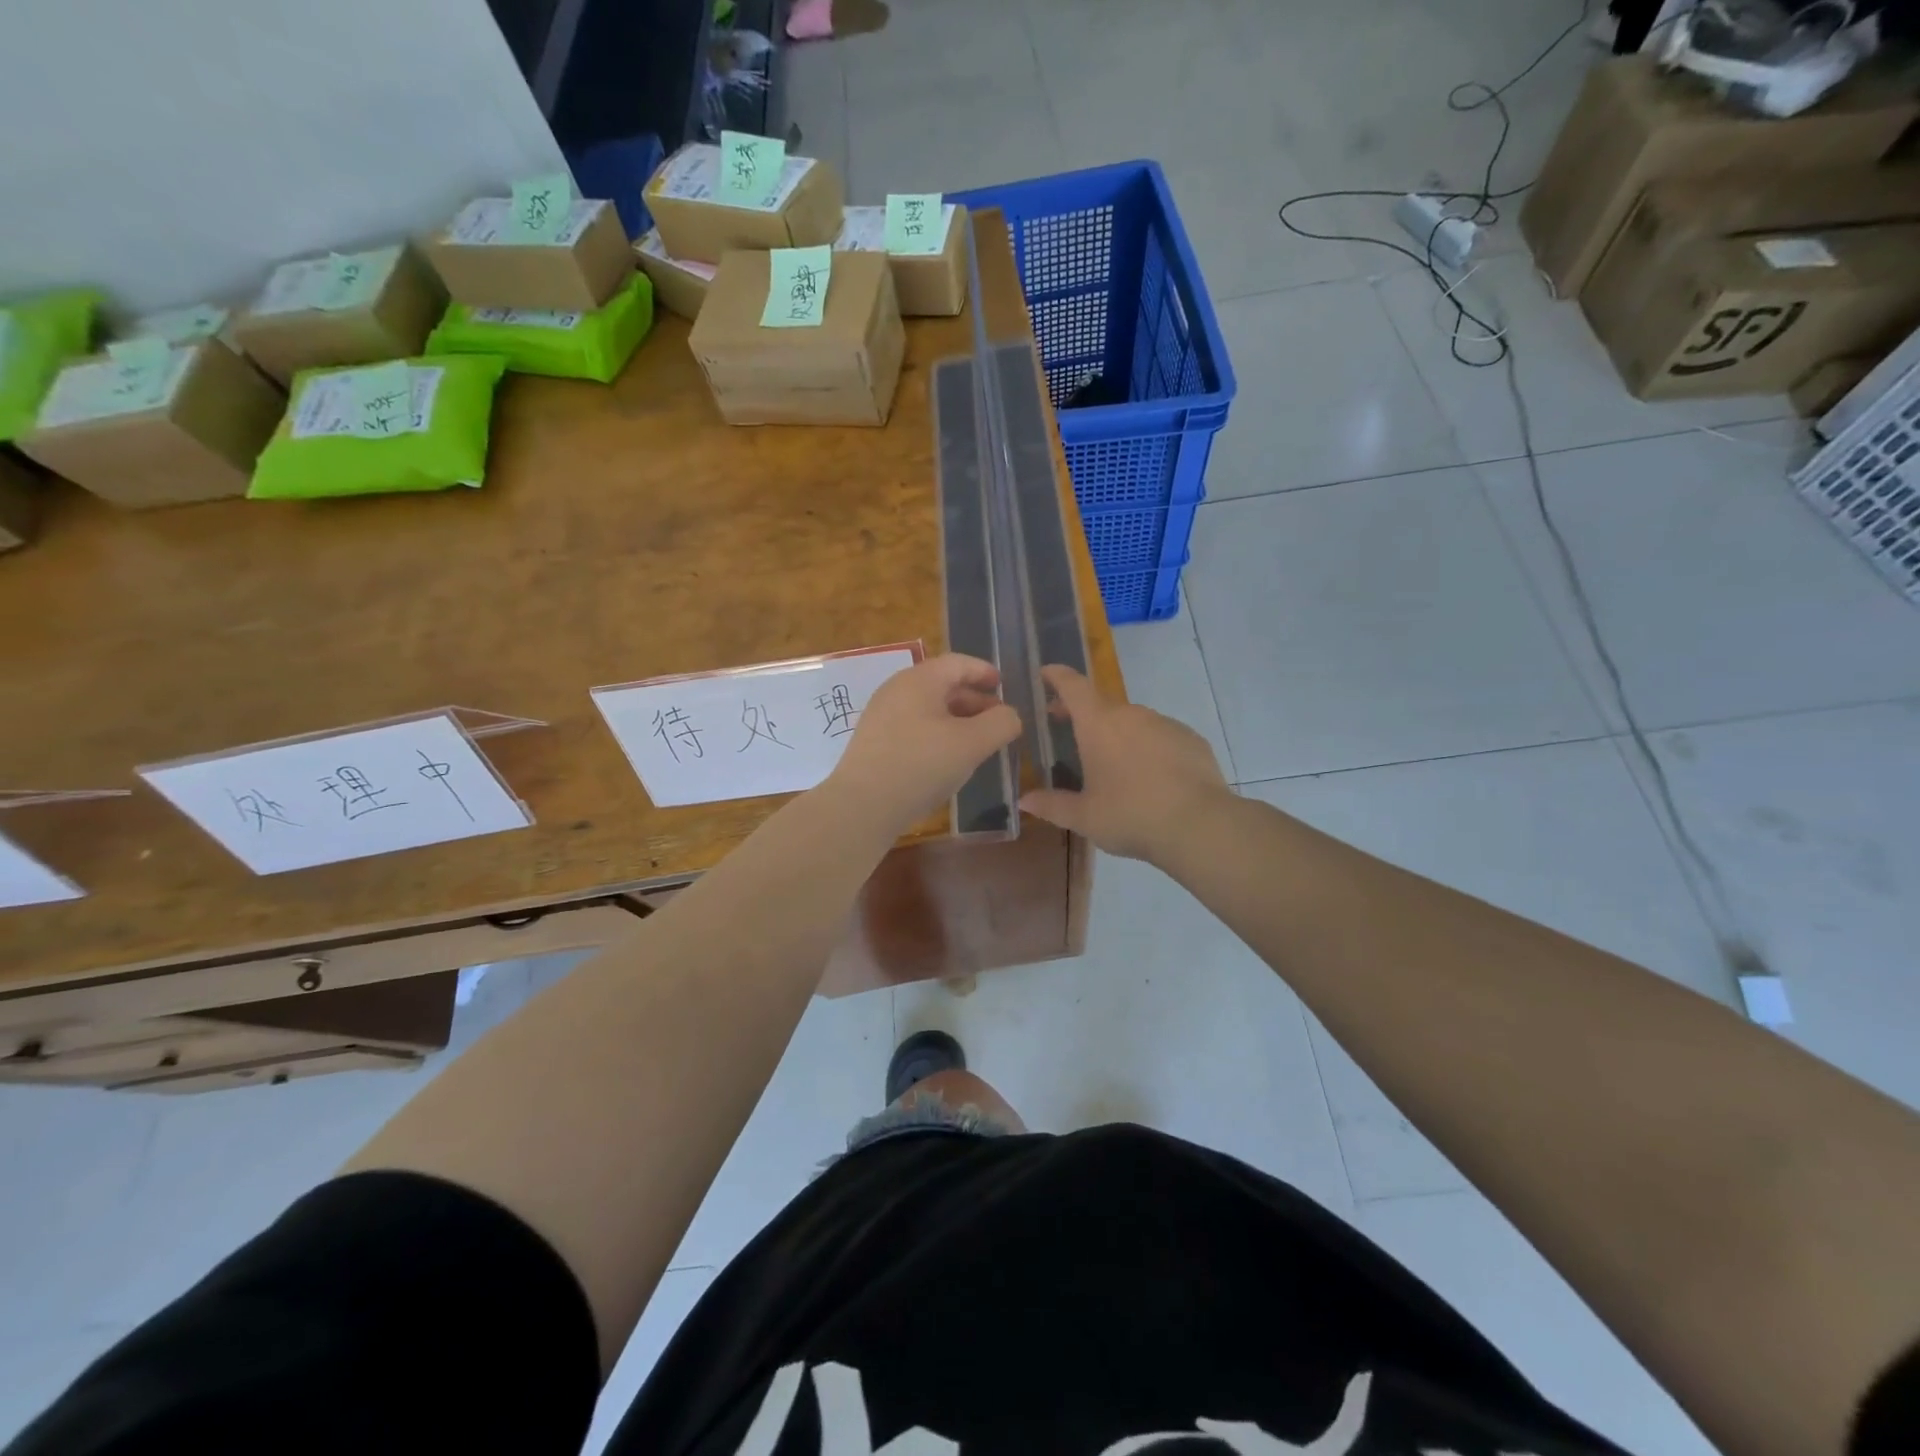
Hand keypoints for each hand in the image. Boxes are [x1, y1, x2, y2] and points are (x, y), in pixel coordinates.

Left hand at [825, 654, 1021, 836]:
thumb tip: (1009, 715)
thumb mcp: (972, 744)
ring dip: (957, 719)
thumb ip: (1000, 723)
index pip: (958, 663)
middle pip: (942, 684)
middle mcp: (896, 690)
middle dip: (974, 699)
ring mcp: (881, 716)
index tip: (1004, 686)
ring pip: (928, 708)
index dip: (984, 672)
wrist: (862, 805)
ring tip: (977, 741)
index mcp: (919, 680)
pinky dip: (937, 733)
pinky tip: (947, 758)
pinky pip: (913, 726)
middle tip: (997, 720)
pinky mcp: (874, 742)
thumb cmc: (921, 766)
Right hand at [1019, 665, 1230, 862]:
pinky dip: (1148, 747)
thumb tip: (1024, 800)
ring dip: (1118, 733)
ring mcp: (1164, 724)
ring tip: (1112, 762)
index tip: (1045, 673)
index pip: (1072, 685)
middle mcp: (1131, 714)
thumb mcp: (1084, 817)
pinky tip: (1150, 775)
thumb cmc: (1130, 816)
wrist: (1199, 825)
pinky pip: (1161, 736)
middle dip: (1082, 713)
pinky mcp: (1191, 739)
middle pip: (1101, 704)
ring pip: (1133, 721)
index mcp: (1098, 724)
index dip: (1057, 676)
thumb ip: (1052, 805)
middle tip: (1068, 728)